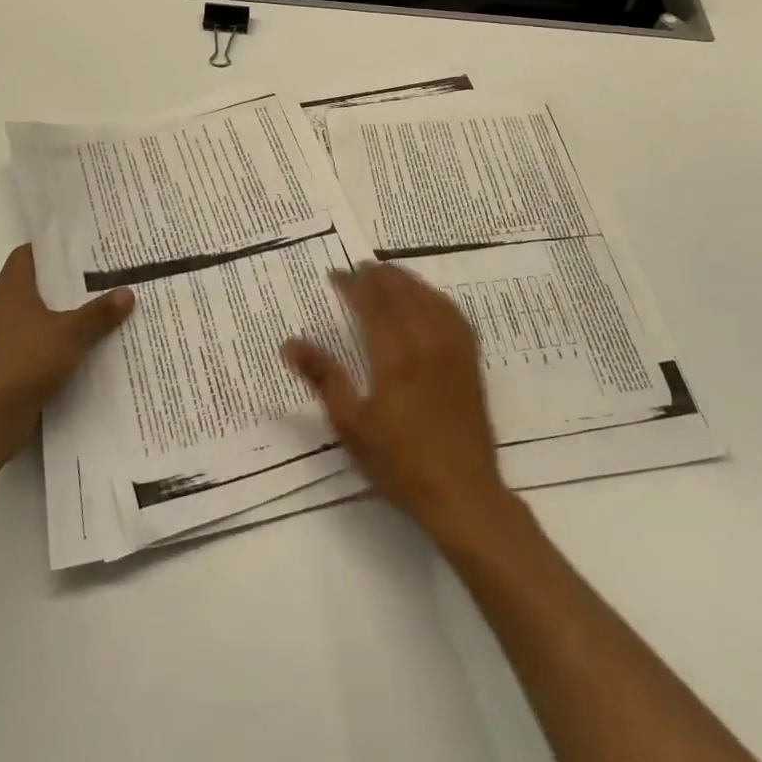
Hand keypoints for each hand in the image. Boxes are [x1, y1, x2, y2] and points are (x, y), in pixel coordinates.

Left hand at [0, 244, 133, 462]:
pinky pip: (42, 338)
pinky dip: (63, 337)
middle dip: (70, 278)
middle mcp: (5, 306)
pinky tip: (91, 340)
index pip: (29, 253)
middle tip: (106, 269)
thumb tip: (127, 291)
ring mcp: (7, 335)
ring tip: (106, 302)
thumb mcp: (71, 333)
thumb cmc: (25, 361)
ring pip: (43, 312)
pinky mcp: (13, 361)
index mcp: (12, 288)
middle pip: (40, 282)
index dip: (54, 245)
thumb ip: (99, 312)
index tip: (84, 243)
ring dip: (69, 309)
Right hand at [282, 264, 515, 547]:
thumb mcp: (351, 425)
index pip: (372, 303)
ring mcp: (453, 350)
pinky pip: (454, 315)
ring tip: (389, 274)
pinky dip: (436, 298)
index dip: (354, 284)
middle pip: (402, 293)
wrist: (462, 493)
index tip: (336, 274)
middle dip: (379, 276)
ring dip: (408, 281)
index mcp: (395, 355)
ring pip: (429, 298)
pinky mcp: (470, 362)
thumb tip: (290, 343)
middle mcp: (426, 342)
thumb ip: (324, 378)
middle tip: (359, 267)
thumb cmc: (399, 462)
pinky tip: (429, 300)